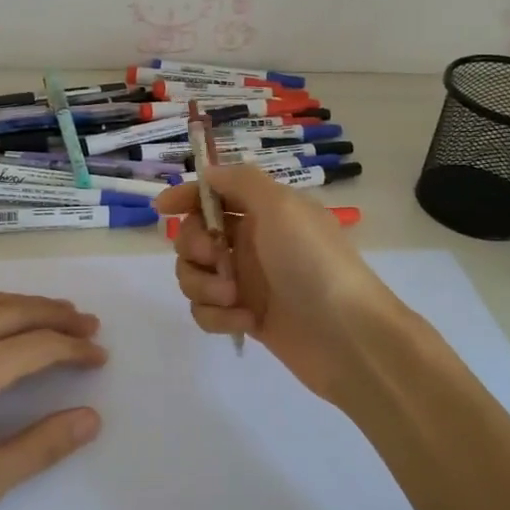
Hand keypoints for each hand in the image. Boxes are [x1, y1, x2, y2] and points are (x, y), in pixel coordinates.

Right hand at [154, 166, 402, 406]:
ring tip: (233, 297)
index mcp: (263, 211)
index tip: (162, 209)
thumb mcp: (281, 206)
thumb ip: (240, 181)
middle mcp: (251, 242)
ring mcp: (246, 281)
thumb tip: (207, 174)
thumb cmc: (313, 262)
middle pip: (193, 236)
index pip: (214, 194)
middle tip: (216, 258)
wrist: (347, 335)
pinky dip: (217, 315)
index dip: (186, 197)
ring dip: (204, 284)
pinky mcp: (243, 317)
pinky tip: (245, 322)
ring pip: (193, 275)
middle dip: (194, 247)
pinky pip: (206, 310)